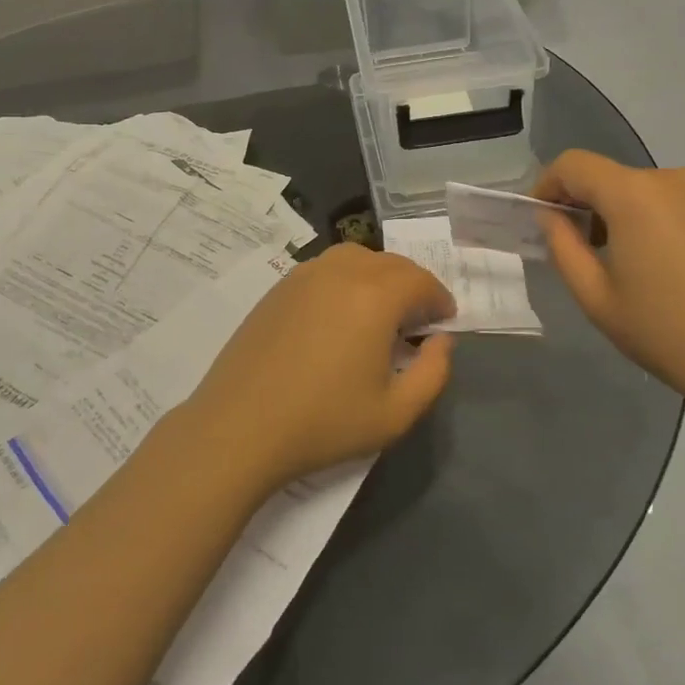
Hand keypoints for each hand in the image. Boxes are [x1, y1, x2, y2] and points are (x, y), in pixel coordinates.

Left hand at [180, 245, 456, 491]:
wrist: (240, 426)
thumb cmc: (323, 422)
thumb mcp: (396, 413)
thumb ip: (433, 373)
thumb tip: (440, 341)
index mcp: (375, 296)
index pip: (420, 281)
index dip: (439, 298)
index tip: (444, 321)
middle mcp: (341, 272)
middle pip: (390, 263)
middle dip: (412, 285)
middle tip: (417, 319)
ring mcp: (304, 275)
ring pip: (356, 257)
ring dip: (378, 276)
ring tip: (380, 311)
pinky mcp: (279, 288)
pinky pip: (325, 268)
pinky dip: (345, 279)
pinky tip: (340, 315)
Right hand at [533, 150, 684, 419]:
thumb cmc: (672, 334)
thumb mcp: (598, 300)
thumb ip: (563, 248)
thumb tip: (552, 217)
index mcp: (634, 195)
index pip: (574, 164)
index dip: (549, 185)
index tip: (547, 220)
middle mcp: (676, 177)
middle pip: (618, 180)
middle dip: (597, 208)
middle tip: (598, 258)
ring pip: (658, 193)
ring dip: (640, 217)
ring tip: (652, 270)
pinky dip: (678, 224)